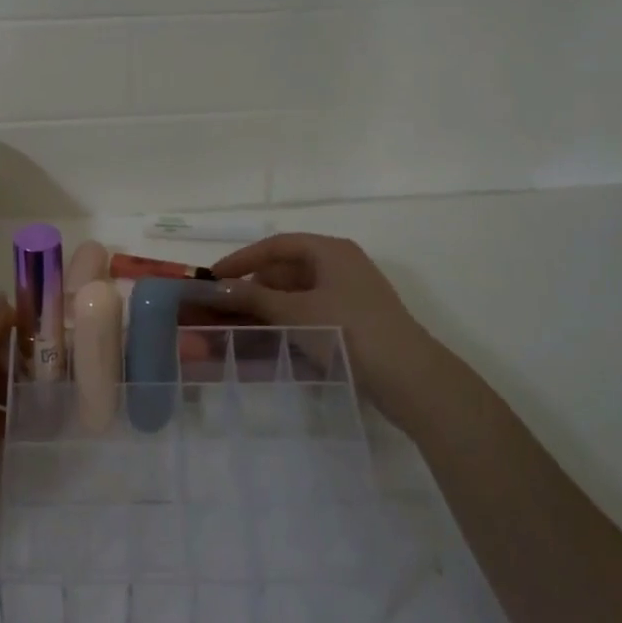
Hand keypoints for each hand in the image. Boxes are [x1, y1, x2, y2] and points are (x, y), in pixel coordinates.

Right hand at [210, 233, 448, 428]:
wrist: (408, 377)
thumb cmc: (348, 331)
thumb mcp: (294, 312)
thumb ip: (253, 297)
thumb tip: (217, 287)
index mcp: (330, 250)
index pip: (276, 245)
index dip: (241, 259)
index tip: (213, 278)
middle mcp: (341, 264)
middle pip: (286, 267)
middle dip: (253, 285)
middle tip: (223, 306)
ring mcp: (349, 292)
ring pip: (297, 291)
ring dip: (267, 305)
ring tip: (238, 324)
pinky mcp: (353, 319)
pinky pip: (309, 310)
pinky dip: (286, 319)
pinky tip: (268, 337)